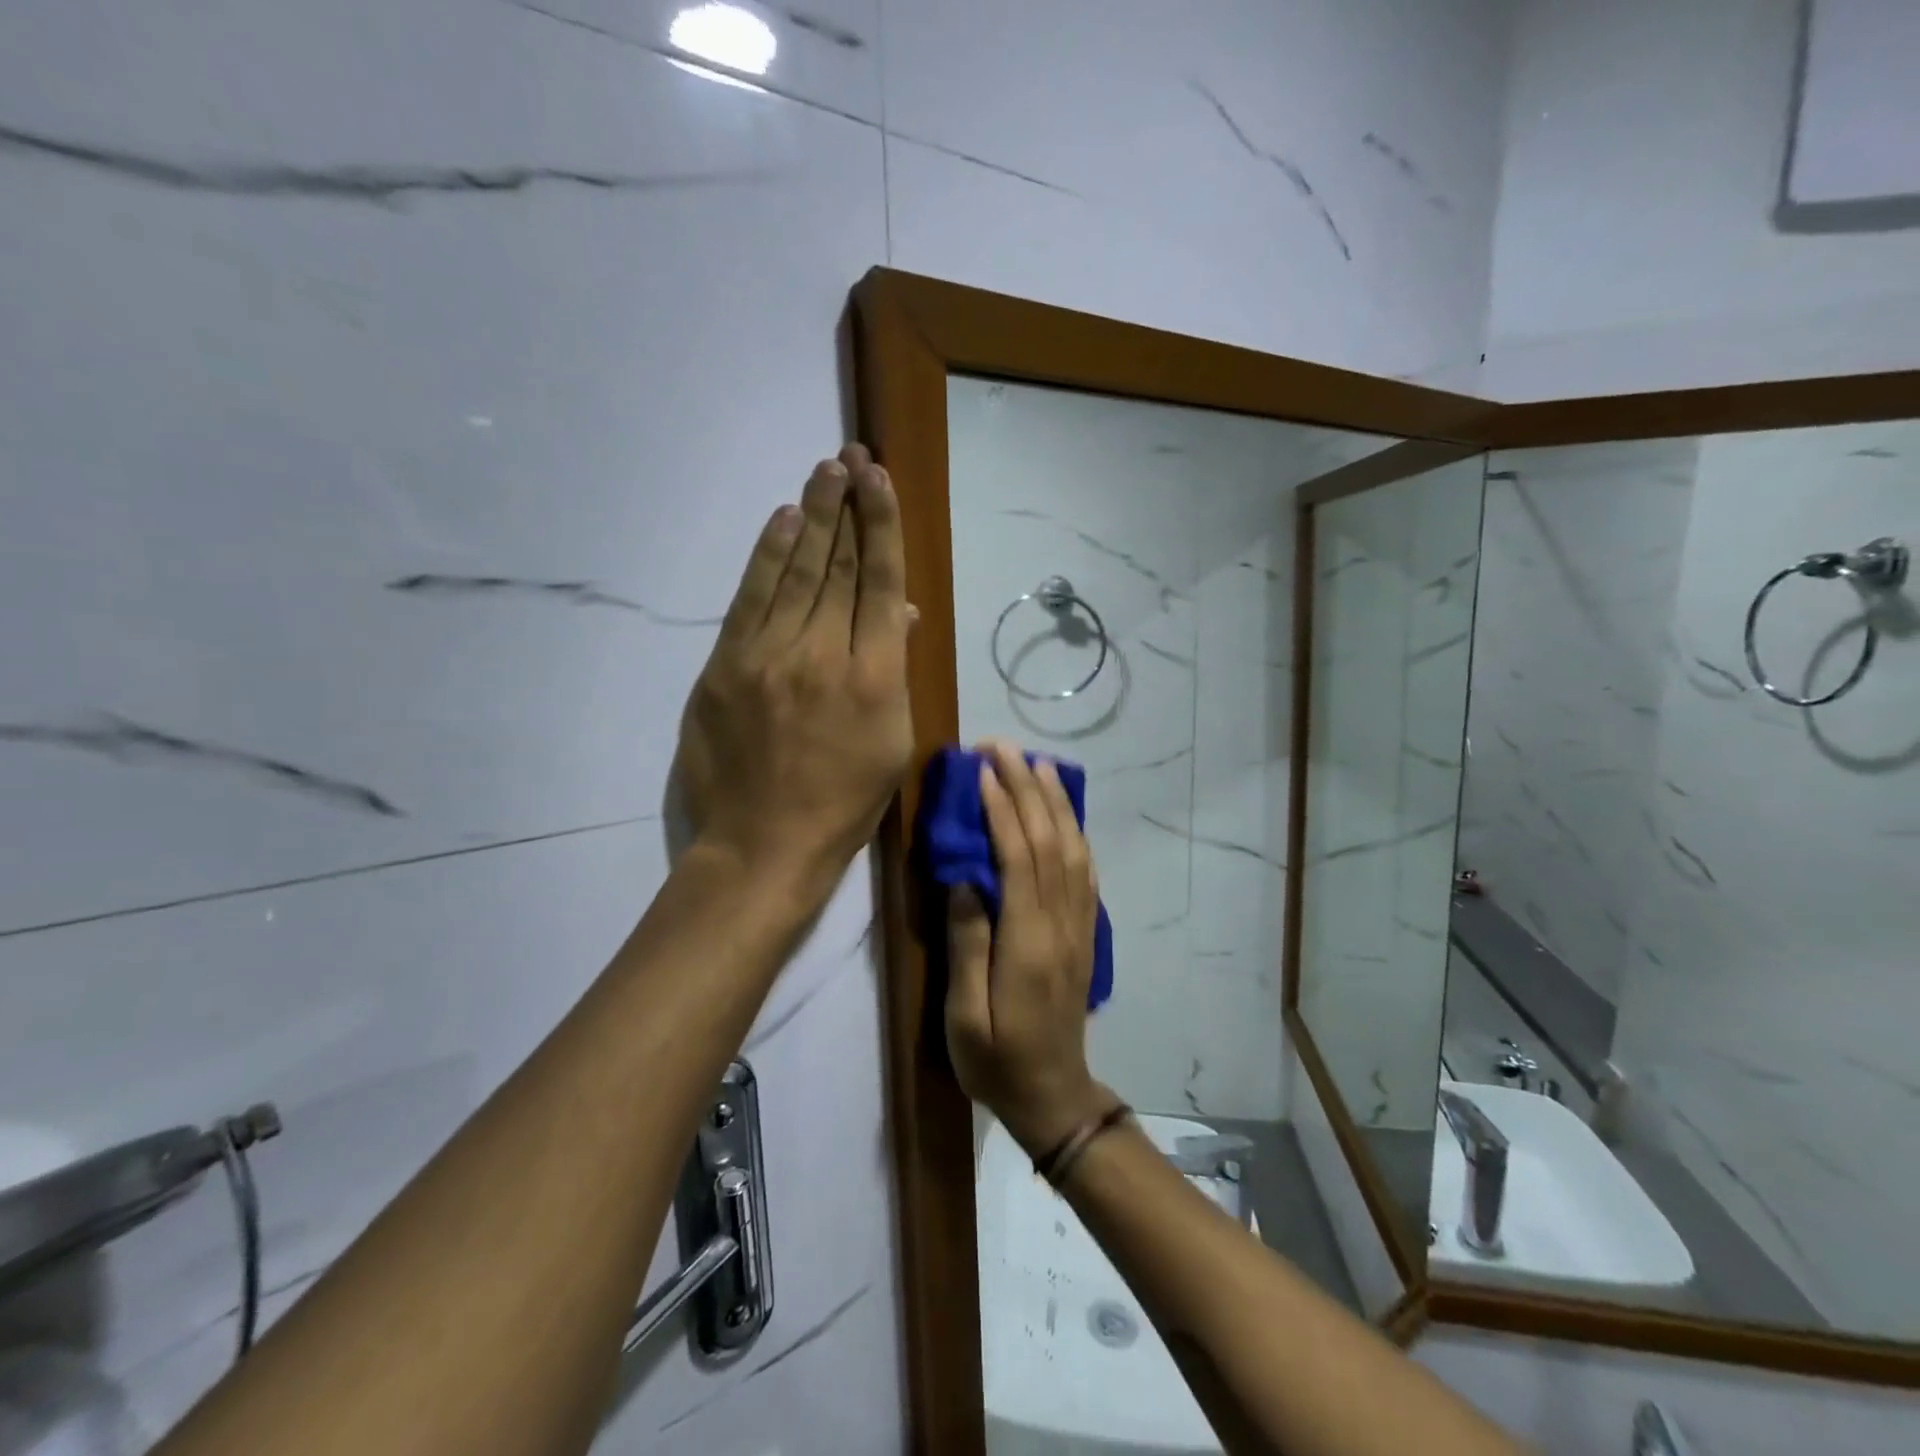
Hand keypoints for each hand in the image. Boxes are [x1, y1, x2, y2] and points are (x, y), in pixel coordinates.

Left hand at [673, 444, 913, 907]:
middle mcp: (822, 655)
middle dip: (848, 507)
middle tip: (851, 457)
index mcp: (873, 678)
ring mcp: (768, 657)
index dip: (882, 527)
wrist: (763, 844)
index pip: (879, 583)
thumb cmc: (843, 804)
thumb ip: (893, 671)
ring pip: (795, 573)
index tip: (881, 481)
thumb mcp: (891, 744)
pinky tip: (783, 520)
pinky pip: (750, 599)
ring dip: (811, 517)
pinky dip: (767, 556)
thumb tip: (895, 613)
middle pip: (837, 567)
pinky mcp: (725, 667)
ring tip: (824, 472)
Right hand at [945, 740, 1116, 1153]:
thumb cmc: (997, 1061)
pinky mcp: (1085, 934)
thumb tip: (964, 879)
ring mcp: (1079, 927)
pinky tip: (1064, 815)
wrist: (1054, 1096)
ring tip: (1038, 765)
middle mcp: (1061, 924)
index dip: (1002, 809)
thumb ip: (967, 944)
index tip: (982, 771)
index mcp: (1028, 942)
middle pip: (1049, 842)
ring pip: (1073, 850)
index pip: (1019, 858)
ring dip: (1056, 803)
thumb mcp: (964, 1015)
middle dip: (1028, 789)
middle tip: (1004, 749)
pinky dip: (1075, 834)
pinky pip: (1085, 872)